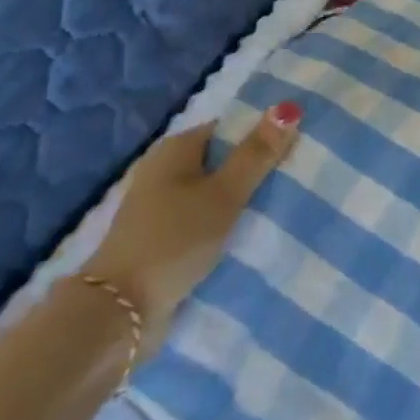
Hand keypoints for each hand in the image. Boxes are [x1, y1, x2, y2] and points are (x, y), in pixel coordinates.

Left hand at [79, 103, 300, 349]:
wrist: (120, 312)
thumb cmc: (175, 239)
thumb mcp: (225, 194)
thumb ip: (257, 153)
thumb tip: (288, 107)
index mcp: (175, 149)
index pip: (228, 128)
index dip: (262, 134)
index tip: (298, 147)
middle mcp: (164, 171)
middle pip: (221, 160)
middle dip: (255, 169)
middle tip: (299, 177)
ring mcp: (160, 207)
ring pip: (214, 193)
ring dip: (242, 200)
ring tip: (284, 205)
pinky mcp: (161, 238)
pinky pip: (204, 219)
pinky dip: (225, 223)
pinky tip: (251, 233)